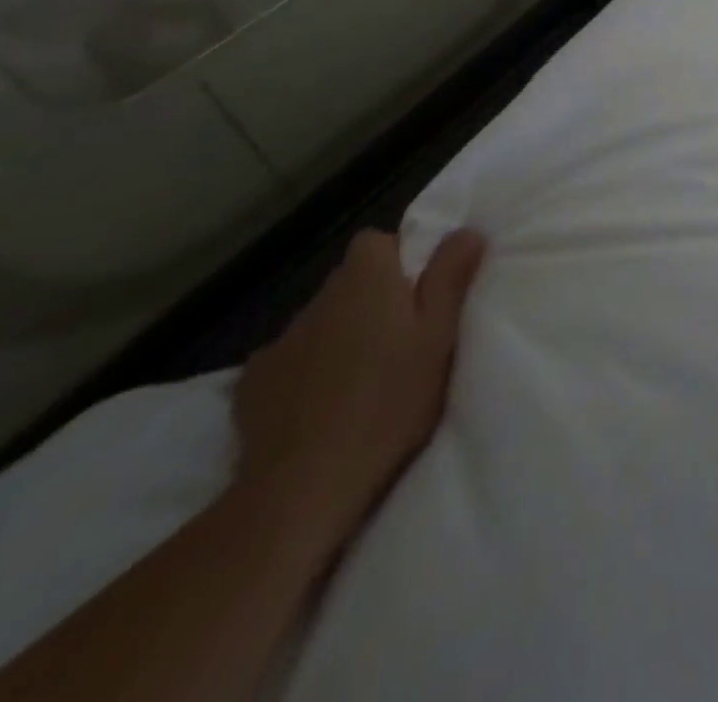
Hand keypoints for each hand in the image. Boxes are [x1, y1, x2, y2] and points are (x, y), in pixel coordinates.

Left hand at [233, 226, 485, 548]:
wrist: (301, 487)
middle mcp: (319, 296)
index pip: (379, 241)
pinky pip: (289, 362)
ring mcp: (280, 340)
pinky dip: (305, 374)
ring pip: (322, 322)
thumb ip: (451, 277)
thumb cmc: (387, 402)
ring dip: (340, 337)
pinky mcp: (251, 384)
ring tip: (362, 382)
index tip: (421, 299)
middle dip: (374, 301)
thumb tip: (466, 230)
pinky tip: (318, 408)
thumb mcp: (439, 336)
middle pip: (351, 282)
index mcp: (366, 277)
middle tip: (401, 344)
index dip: (402, 262)